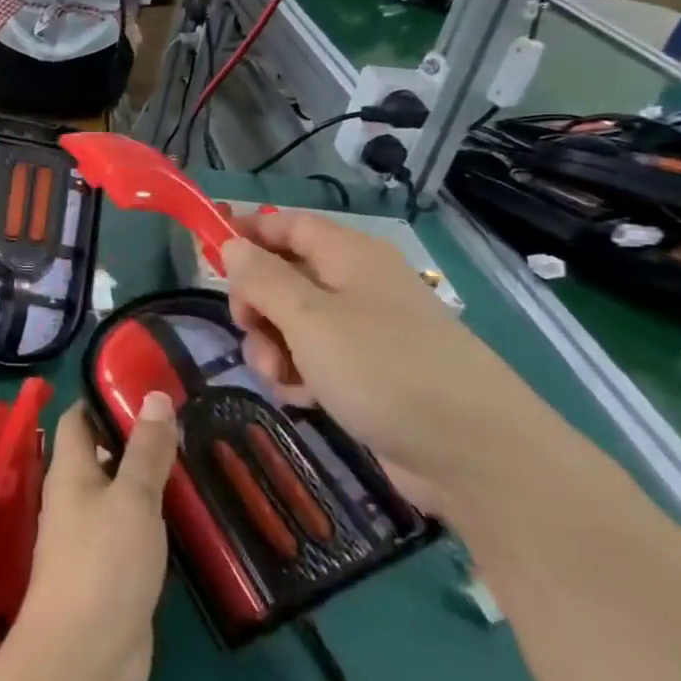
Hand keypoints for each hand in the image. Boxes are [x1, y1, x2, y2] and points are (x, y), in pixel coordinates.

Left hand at [14, 398, 177, 680]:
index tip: (145, 385)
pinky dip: (157, 521)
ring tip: (198, 462)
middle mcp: (75, 499)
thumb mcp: (132, 499)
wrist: (85, 656)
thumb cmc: (103, 563)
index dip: (103, 399)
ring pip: (121, 496)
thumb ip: (145, 450)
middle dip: (136, 440)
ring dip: (150, 482)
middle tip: (186, 424)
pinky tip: (191, 518)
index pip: (78, 420)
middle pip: (102, 456)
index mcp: (70, 472)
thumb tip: (152, 394)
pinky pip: (133, 533)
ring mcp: (92, 538)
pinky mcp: (112, 572)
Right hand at [221, 210, 547, 511]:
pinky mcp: (367, 374)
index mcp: (349, 256)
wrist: (474, 456)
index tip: (206, 251)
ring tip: (283, 378)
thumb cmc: (383, 369)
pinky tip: (304, 399)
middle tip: (248, 328)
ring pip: (291, 324)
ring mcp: (364, 332)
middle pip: (283, 276)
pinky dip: (299, 375)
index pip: (287, 224)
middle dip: (255, 304)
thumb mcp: (308, 319)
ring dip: (272, 348)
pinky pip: (313, 360)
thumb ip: (261, 278)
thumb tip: (232, 244)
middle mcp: (356, 286)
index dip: (247, 230)